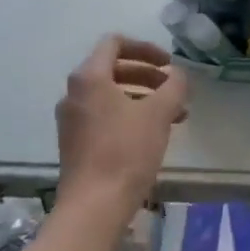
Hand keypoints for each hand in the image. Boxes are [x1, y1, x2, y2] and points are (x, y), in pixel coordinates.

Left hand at [55, 36, 187, 217]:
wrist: (93, 207)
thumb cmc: (125, 152)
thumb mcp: (158, 114)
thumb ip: (173, 86)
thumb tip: (177, 74)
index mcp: (89, 77)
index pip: (115, 43)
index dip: (145, 48)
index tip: (168, 64)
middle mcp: (74, 93)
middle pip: (113, 69)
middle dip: (147, 75)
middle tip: (173, 89)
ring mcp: (71, 119)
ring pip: (110, 95)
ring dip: (142, 97)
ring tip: (173, 115)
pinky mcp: (74, 143)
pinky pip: (104, 116)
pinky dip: (129, 115)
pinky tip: (152, 134)